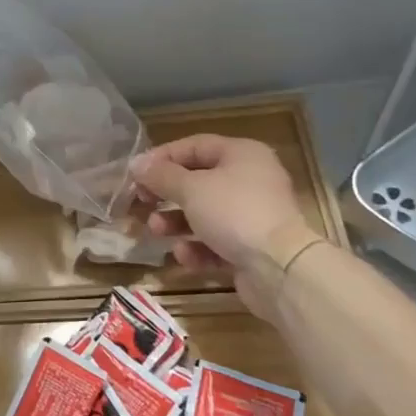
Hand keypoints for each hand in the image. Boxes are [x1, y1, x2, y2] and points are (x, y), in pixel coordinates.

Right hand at [132, 135, 319, 318]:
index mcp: (242, 155)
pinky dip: (197, 248)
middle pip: (197, 181)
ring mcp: (252, 216)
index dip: (162, 157)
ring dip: (175, 222)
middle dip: (166, 194)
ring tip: (155, 230)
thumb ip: (161, 176)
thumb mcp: (191, 189)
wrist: (280, 268)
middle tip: (141, 202)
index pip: (194, 146)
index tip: (135, 173)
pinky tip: (184, 256)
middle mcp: (250, 180)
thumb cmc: (234, 213)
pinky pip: (216, 242)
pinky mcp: (251, 248)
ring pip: (204, 214)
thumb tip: (136, 163)